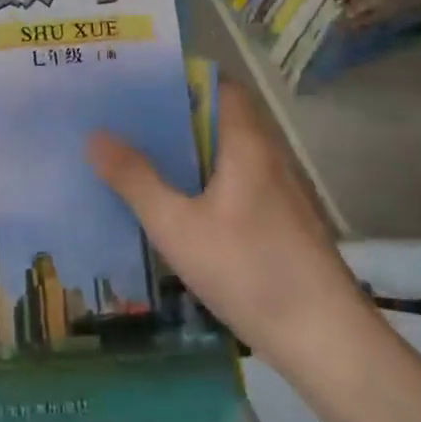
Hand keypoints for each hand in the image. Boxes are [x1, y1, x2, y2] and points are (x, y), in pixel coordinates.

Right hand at [86, 80, 377, 372]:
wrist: (325, 341)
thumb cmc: (249, 270)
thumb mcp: (177, 227)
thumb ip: (135, 179)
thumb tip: (95, 135)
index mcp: (247, 144)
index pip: (219, 86)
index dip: (181, 80)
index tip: (138, 85)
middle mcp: (269, 157)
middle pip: (220, 121)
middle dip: (174, 120)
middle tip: (124, 124)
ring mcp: (281, 192)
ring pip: (228, 157)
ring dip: (190, 155)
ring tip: (140, 160)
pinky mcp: (284, 224)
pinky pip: (238, 185)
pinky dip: (207, 185)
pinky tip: (178, 209)